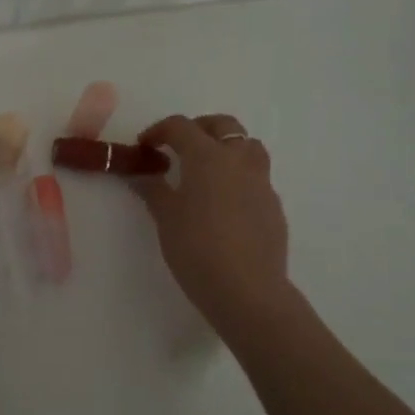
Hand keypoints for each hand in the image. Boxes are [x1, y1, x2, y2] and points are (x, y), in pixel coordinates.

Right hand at [133, 114, 291, 325]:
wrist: (246, 289)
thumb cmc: (197, 248)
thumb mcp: (165, 218)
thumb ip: (153, 189)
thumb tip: (141, 174)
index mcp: (207, 157)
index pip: (181, 126)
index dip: (158, 131)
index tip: (144, 147)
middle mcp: (238, 160)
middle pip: (222, 125)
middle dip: (197, 129)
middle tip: (177, 148)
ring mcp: (261, 182)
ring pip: (247, 146)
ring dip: (225, 147)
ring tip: (205, 171)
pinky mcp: (273, 205)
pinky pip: (256, 177)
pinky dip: (237, 177)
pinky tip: (223, 204)